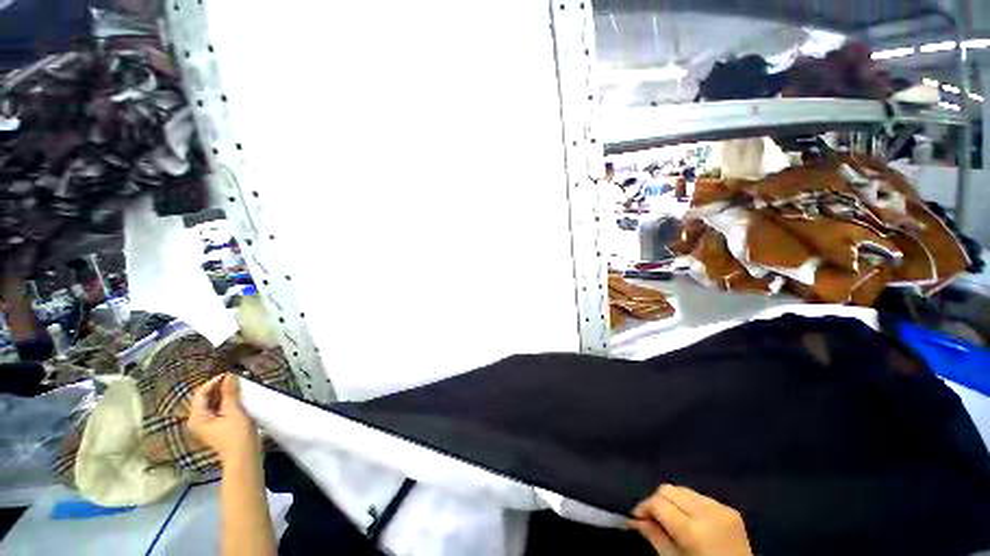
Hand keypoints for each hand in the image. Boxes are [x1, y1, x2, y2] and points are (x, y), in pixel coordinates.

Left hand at [188, 374, 260, 464]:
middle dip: (220, 387)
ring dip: (225, 394)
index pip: (201, 393)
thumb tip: (230, 375)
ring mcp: (207, 425)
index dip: (214, 382)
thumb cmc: (236, 434)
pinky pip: (219, 409)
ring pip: (213, 403)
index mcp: (197, 417)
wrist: (244, 457)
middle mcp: (198, 420)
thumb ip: (230, 393)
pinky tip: (238, 398)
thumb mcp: (234, 411)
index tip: (231, 374)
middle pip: (206, 398)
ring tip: (239, 387)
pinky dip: (227, 402)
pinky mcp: (217, 427)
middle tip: (236, 379)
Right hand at [629, 485, 751, 555]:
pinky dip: (690, 505)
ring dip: (673, 501)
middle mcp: (707, 512)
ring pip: (683, 489)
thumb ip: (654, 537)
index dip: (643, 507)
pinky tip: (692, 521)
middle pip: (669, 489)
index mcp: (693, 530)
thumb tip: (634, 519)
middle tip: (653, 518)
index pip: (658, 502)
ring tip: (672, 519)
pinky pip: (700, 496)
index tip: (637, 518)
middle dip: (657, 501)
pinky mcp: (730, 509)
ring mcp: (721, 508)